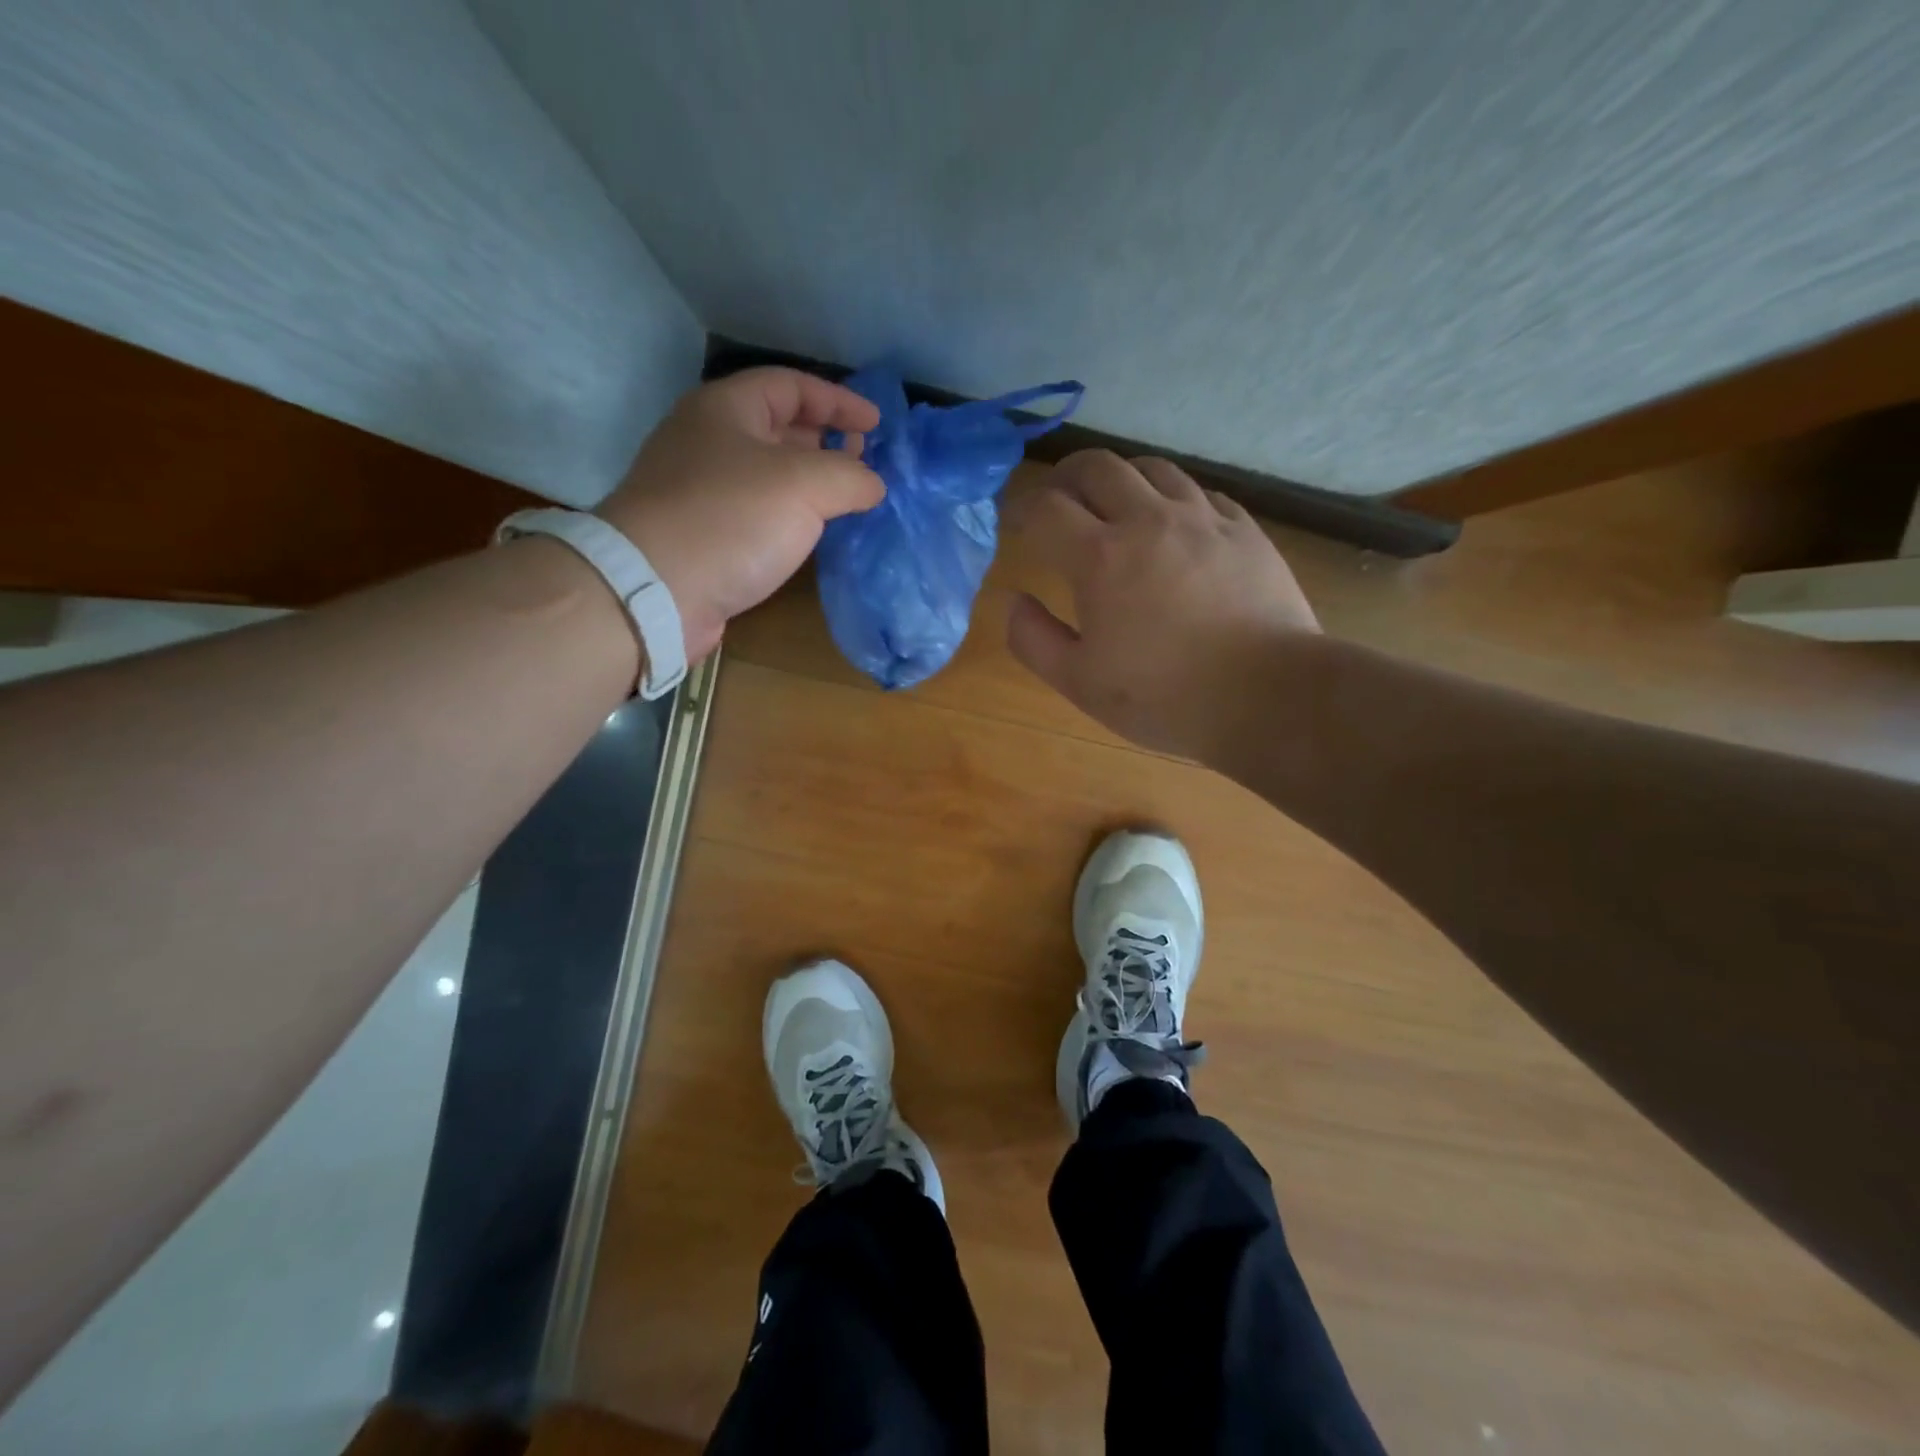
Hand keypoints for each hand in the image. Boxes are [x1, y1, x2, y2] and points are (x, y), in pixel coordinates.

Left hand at [599, 368, 883, 658]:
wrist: (655, 590)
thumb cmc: (730, 520)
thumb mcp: (804, 484)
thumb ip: (850, 475)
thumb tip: (872, 484)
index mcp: (725, 409)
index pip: (791, 385)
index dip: (839, 400)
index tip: (877, 426)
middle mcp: (708, 441)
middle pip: (778, 427)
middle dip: (825, 440)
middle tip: (863, 463)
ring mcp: (701, 490)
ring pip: (768, 474)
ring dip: (810, 482)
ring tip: (847, 500)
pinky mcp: (702, 534)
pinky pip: (757, 511)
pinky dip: (790, 515)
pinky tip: (812, 534)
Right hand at [1006, 450, 1319, 759]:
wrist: (1268, 695)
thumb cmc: (1164, 697)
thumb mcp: (1080, 683)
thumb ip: (1033, 639)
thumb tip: (1014, 601)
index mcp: (1100, 557)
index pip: (1046, 507)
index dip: (1022, 509)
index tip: (1015, 524)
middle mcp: (1148, 520)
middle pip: (1096, 466)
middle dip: (1065, 477)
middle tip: (1057, 501)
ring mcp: (1202, 518)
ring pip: (1150, 467)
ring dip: (1119, 478)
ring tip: (1112, 504)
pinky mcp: (1242, 528)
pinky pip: (1198, 491)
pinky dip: (1170, 497)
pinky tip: (1171, 523)